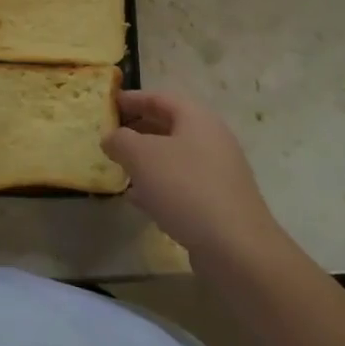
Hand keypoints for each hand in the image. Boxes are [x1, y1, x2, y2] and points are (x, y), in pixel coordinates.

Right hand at [103, 90, 281, 260]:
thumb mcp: (142, 156)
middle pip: (169, 126)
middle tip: (110, 136)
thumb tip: (111, 138)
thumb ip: (120, 140)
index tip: (108, 104)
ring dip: (147, 159)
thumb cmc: (185, 188)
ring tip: (119, 167)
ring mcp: (218, 172)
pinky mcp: (218, 202)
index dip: (132, 99)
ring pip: (174, 157)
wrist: (236, 247)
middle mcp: (212, 139)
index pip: (159, 98)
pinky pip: (182, 184)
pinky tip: (138, 200)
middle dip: (138, 129)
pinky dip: (158, 185)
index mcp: (197, 118)